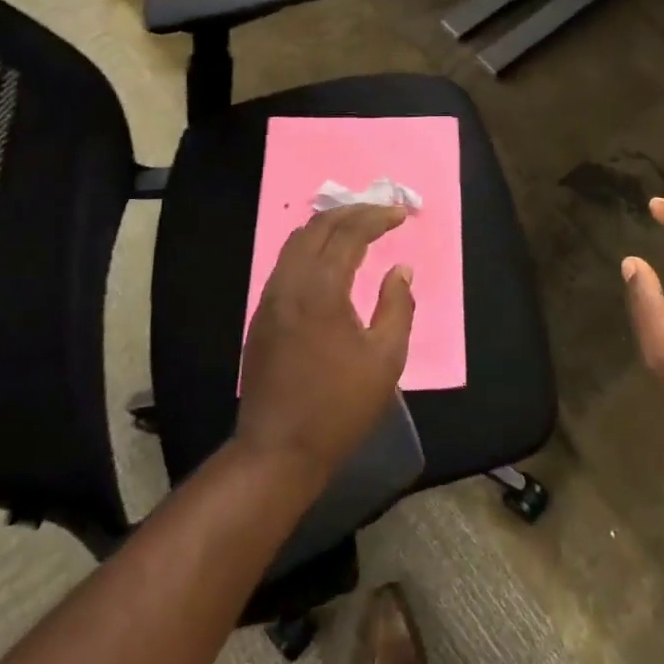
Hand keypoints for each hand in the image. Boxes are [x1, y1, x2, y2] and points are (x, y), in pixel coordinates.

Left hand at [236, 204, 415, 485]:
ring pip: (297, 241)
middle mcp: (290, 282)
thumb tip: (400, 269)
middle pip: (319, 227)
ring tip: (357, 226)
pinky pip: (287, 262)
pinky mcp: (262, 314)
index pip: (349, 233)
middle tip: (381, 212)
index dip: (376, 217)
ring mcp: (270, 297)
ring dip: (328, 226)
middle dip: (352, 212)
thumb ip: (397, 306)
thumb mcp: (385, 358)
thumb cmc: (339, 406)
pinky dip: (311, 246)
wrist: (278, 450)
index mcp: (321, 289)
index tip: (401, 214)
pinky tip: (329, 258)